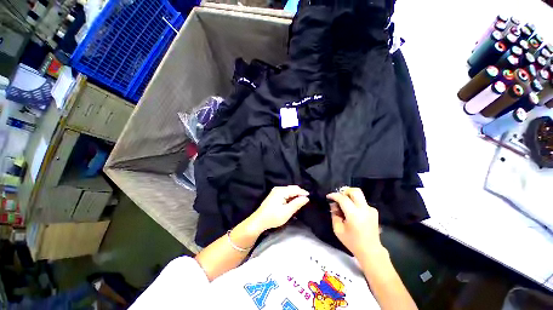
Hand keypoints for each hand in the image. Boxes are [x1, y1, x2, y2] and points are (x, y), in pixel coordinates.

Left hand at [249, 186, 309, 232]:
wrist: (259, 221)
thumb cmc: (273, 217)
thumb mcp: (287, 212)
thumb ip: (297, 204)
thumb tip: (306, 198)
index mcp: (281, 191)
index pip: (295, 189)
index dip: (303, 193)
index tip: (310, 197)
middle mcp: (278, 189)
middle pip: (292, 189)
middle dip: (299, 194)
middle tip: (305, 201)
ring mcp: (275, 191)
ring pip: (289, 191)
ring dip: (295, 196)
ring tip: (300, 202)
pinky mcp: (274, 195)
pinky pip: (285, 193)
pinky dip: (290, 197)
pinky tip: (292, 202)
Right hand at [327, 187, 382, 256]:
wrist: (370, 251)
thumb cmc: (352, 241)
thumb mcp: (338, 229)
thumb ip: (334, 215)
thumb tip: (333, 205)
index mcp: (354, 214)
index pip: (343, 198)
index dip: (334, 195)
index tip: (329, 196)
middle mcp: (364, 209)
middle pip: (355, 191)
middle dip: (345, 191)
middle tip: (339, 196)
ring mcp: (371, 209)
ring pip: (359, 195)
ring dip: (350, 196)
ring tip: (344, 204)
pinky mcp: (374, 211)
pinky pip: (362, 202)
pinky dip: (356, 203)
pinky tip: (353, 211)